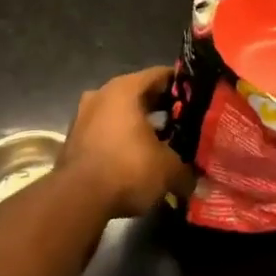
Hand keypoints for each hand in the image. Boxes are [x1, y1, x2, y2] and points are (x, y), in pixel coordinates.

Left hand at [57, 66, 194, 218]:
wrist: (76, 200)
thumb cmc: (128, 169)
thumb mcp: (169, 170)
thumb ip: (187, 170)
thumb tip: (197, 181)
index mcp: (126, 88)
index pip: (162, 75)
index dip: (184, 87)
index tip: (200, 100)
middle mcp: (102, 94)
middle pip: (140, 94)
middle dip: (163, 108)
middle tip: (187, 123)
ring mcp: (84, 116)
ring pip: (122, 114)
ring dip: (141, 126)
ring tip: (165, 144)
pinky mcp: (74, 139)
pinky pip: (107, 132)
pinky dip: (123, 141)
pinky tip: (139, 159)